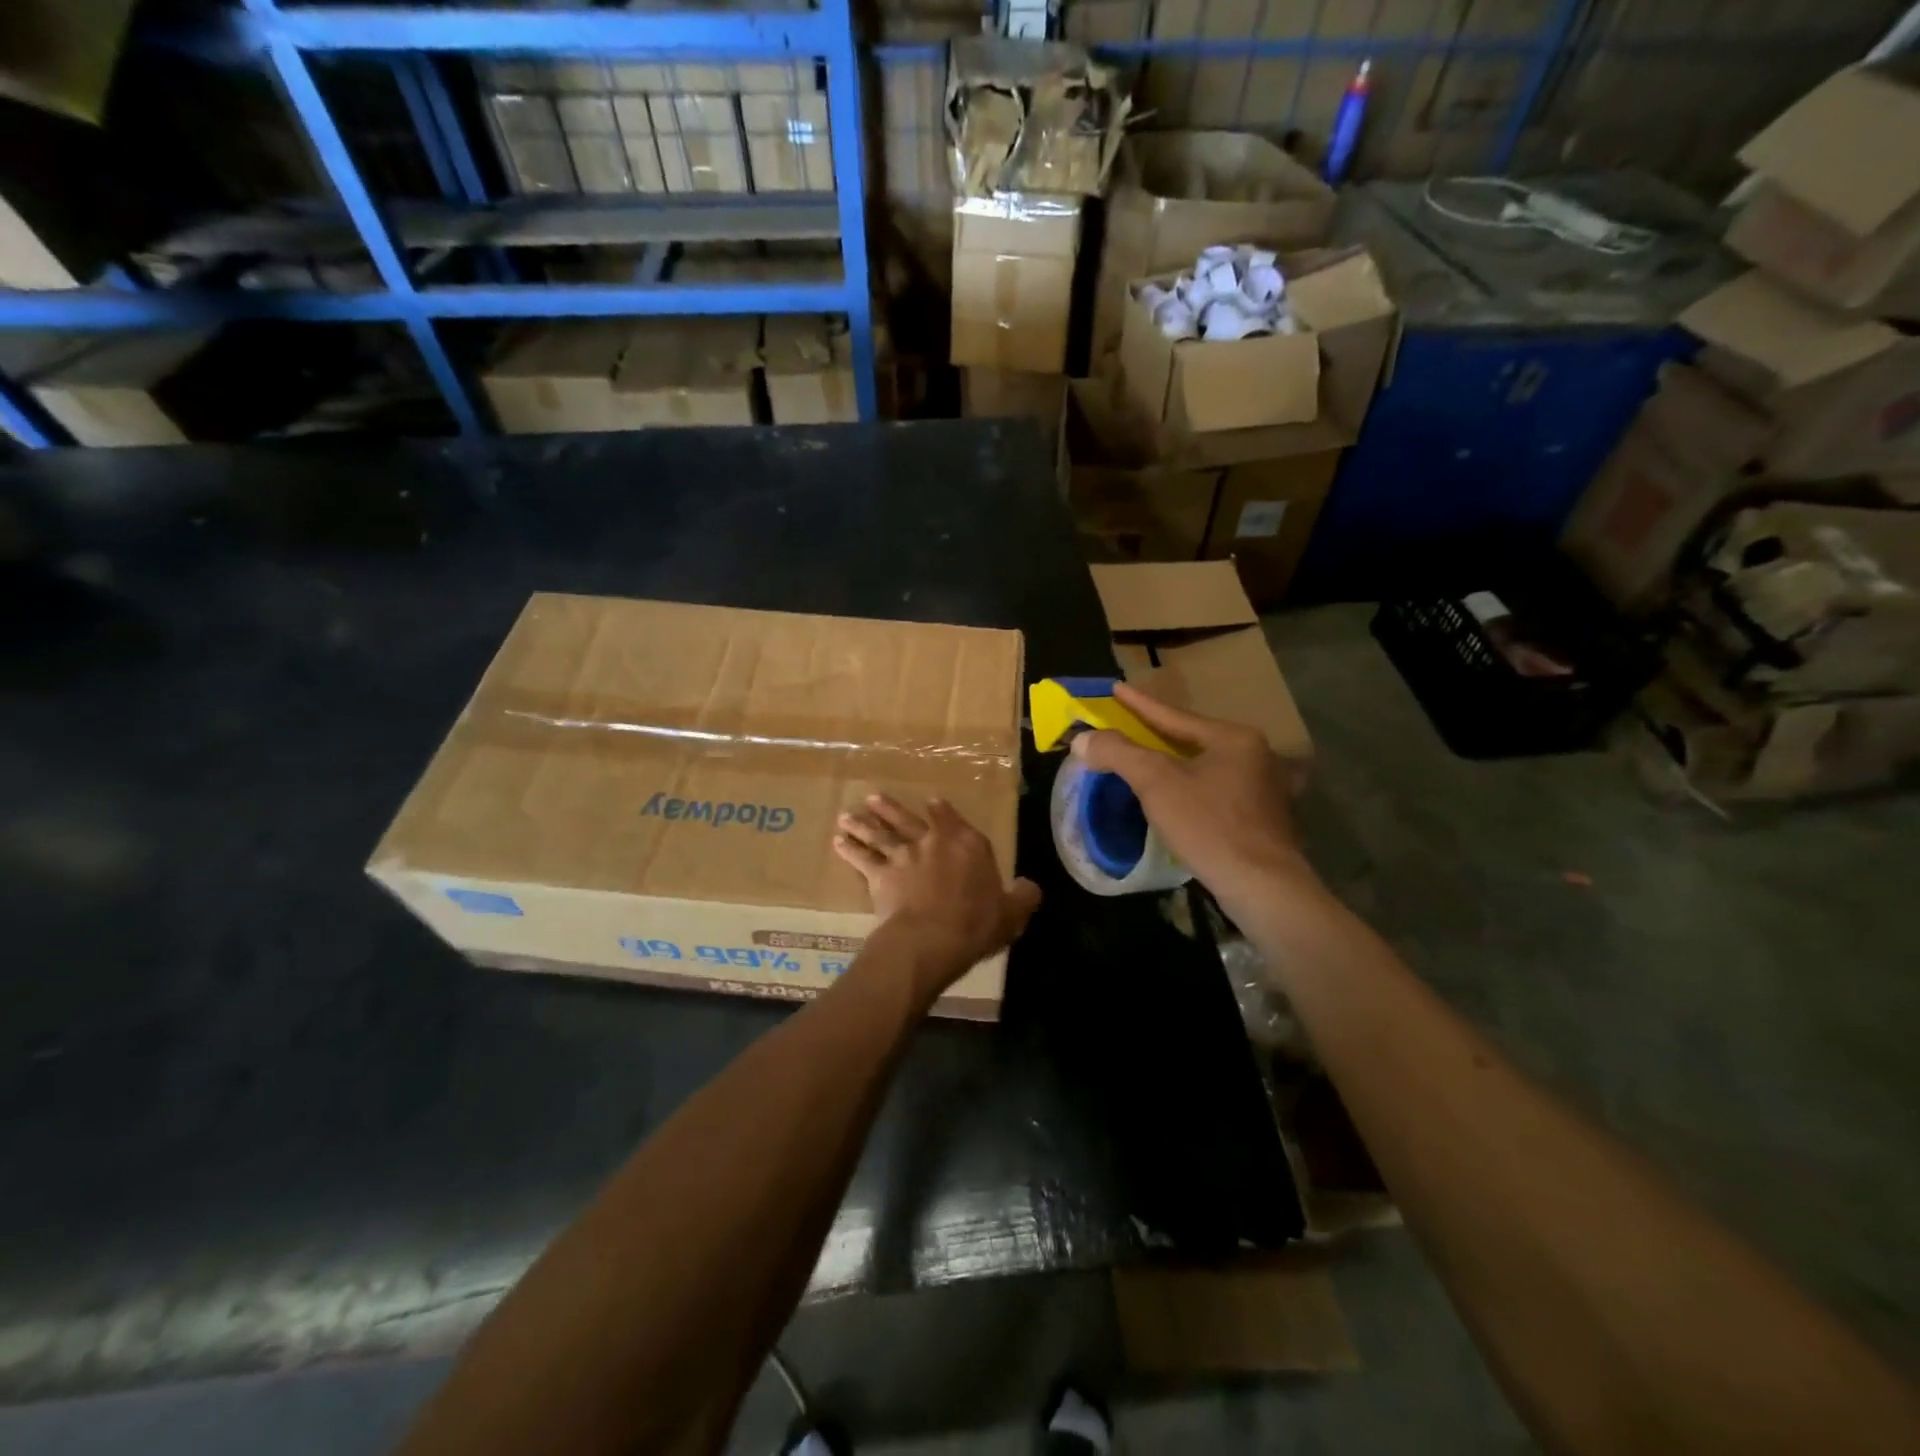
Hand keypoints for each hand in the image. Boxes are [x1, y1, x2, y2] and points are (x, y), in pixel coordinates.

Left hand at [835, 795, 1041, 995]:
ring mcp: (903, 855)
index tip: (931, 802)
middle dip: (890, 808)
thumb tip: (1030, 886)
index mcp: (967, 844)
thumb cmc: (976, 924)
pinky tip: (838, 842)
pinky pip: (862, 859)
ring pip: (880, 834)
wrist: (932, 938)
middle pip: (908, 820)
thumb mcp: (1012, 913)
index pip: (952, 819)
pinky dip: (849, 849)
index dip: (941, 811)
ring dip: (863, 824)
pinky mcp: (880, 875)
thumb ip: (1022, 896)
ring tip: (848, 815)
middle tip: (873, 798)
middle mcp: (933, 842)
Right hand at [1071, 682, 1316, 915]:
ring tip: (1153, 761)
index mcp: (1233, 738)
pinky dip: (1197, 787)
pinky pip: (1221, 790)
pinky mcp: (1267, 818)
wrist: (1262, 885)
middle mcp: (1257, 754)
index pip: (1175, 716)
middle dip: (1160, 734)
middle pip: (1195, 739)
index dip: (1139, 704)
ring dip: (1179, 762)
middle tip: (1131, 726)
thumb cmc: (1209, 825)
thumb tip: (1083, 738)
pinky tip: (1186, 797)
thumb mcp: (1156, 784)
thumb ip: (1118, 753)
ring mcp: (1267, 787)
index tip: (1116, 688)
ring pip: (1209, 766)